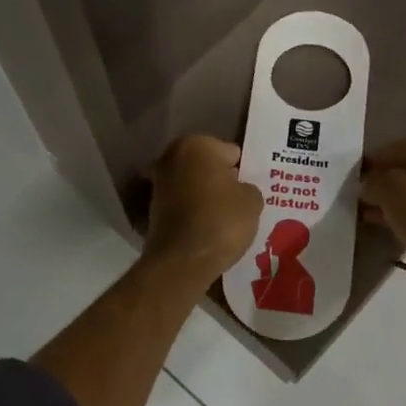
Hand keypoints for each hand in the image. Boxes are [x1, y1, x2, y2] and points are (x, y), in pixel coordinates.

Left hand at [144, 135, 263, 287]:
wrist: (181, 261)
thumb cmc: (221, 221)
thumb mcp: (252, 201)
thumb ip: (248, 187)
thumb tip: (238, 189)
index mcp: (197, 144)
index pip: (231, 152)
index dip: (244, 172)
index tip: (251, 189)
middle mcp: (171, 156)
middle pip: (208, 167)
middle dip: (222, 181)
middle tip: (241, 202)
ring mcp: (158, 182)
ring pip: (194, 186)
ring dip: (207, 197)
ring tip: (227, 218)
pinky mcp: (152, 208)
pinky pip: (183, 205)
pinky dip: (194, 212)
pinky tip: (209, 228)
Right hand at [360, 135, 405, 259]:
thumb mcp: (386, 189)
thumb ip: (372, 182)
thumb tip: (368, 185)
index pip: (396, 148)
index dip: (373, 162)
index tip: (357, 177)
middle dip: (387, 182)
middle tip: (366, 195)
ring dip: (398, 199)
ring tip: (374, 212)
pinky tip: (391, 221)